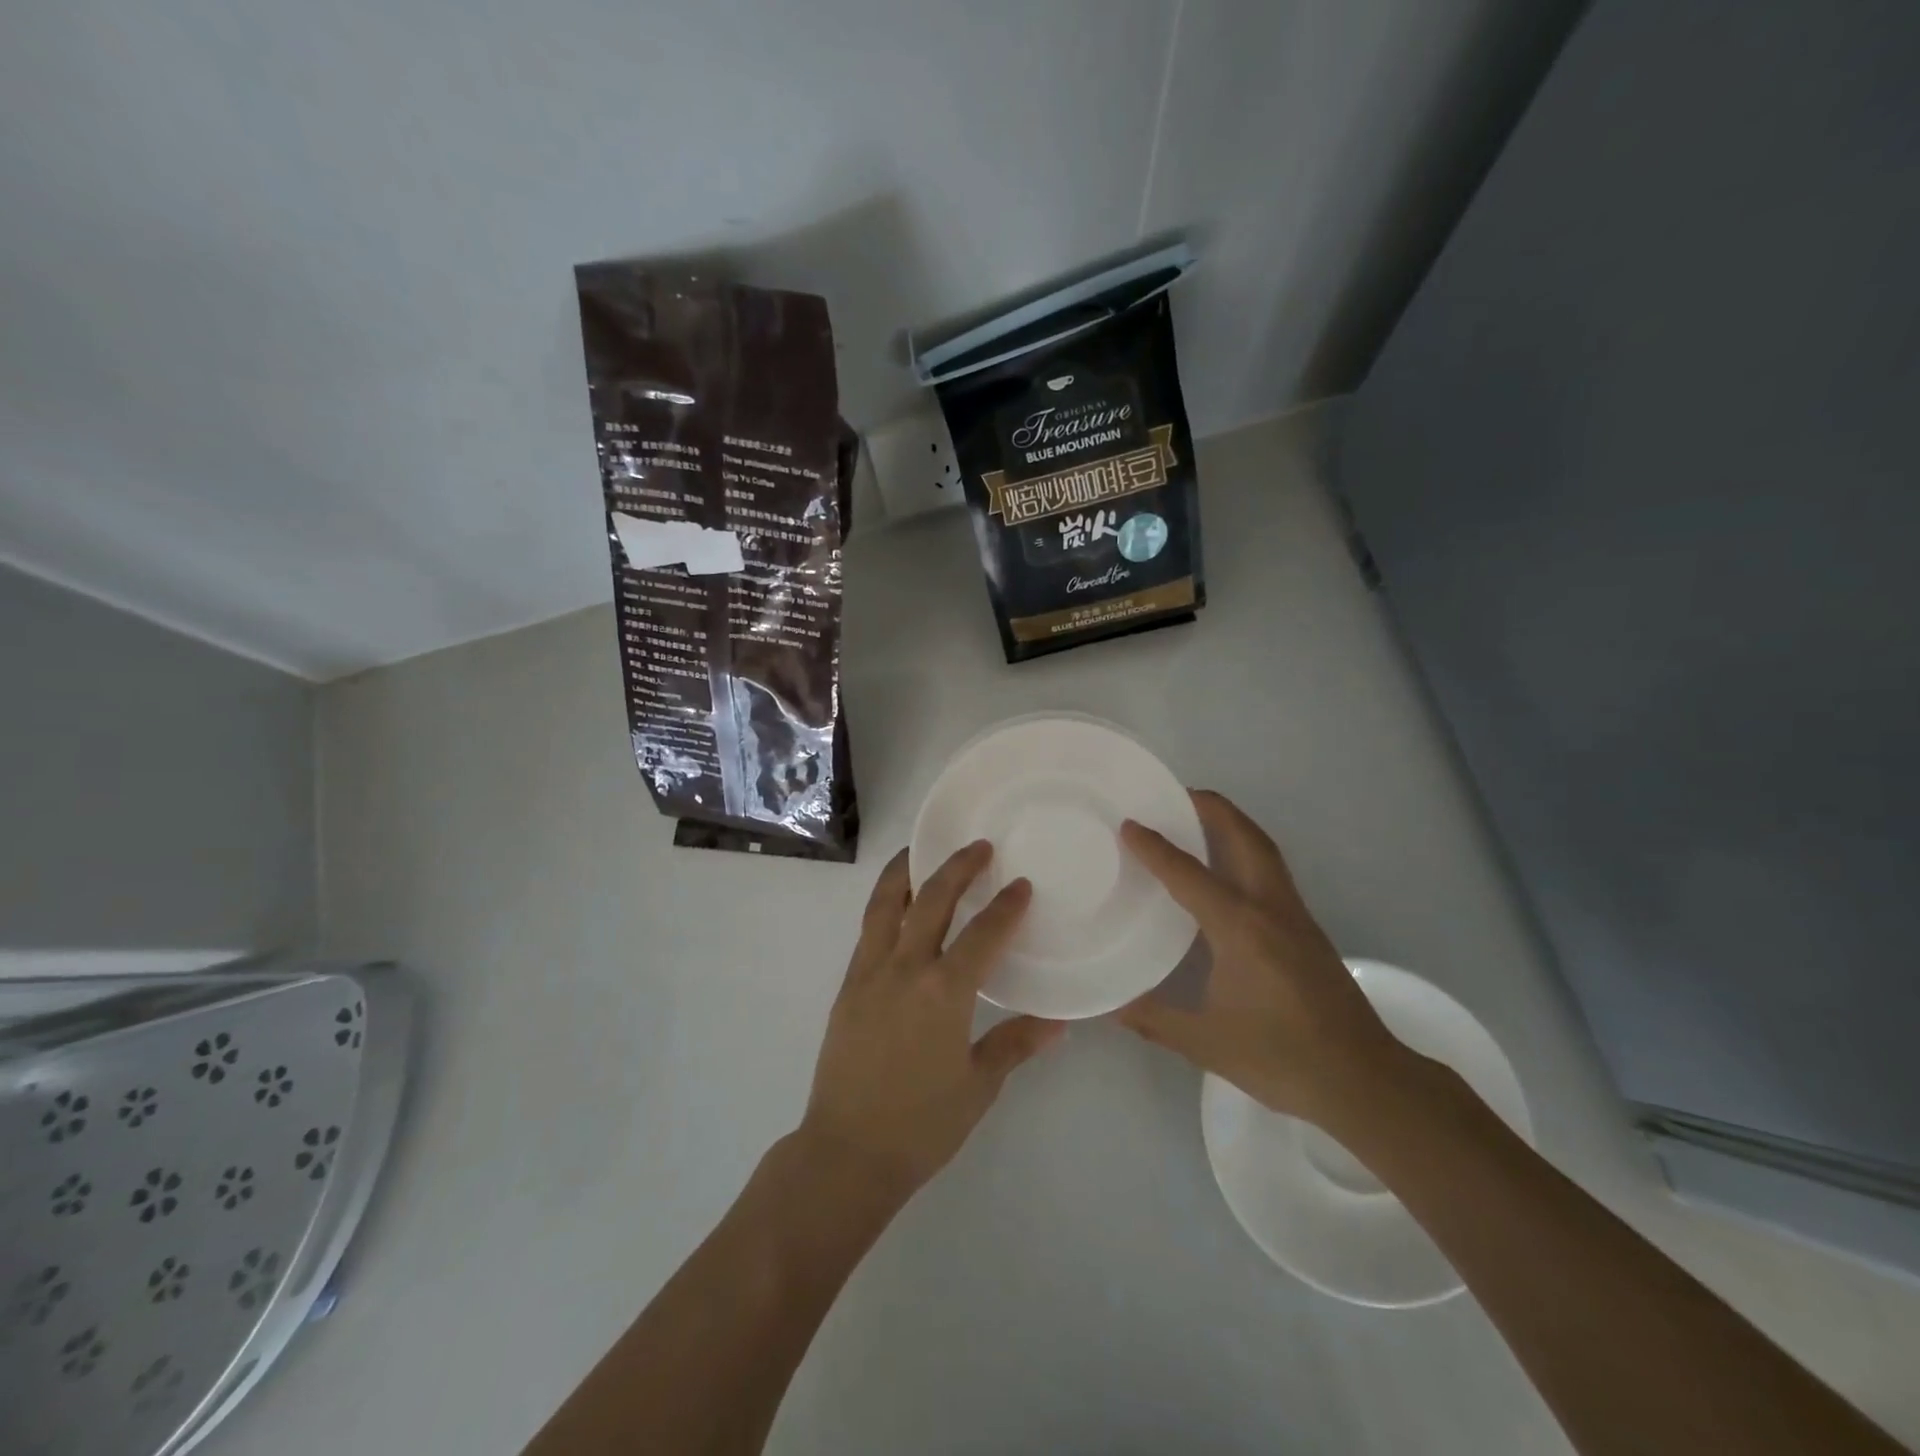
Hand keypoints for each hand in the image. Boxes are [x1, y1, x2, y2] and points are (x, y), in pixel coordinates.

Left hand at [799, 843, 1063, 1200]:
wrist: (847, 1153)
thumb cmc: (921, 1125)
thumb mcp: (978, 1085)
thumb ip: (1015, 1044)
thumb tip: (1059, 1022)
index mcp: (944, 992)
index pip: (983, 934)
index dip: (1006, 907)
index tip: (1022, 885)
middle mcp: (905, 969)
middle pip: (931, 901)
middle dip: (957, 868)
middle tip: (978, 847)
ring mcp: (869, 974)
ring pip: (885, 905)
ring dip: (905, 873)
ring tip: (918, 852)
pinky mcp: (847, 987)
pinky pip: (868, 931)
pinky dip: (883, 906)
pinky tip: (895, 906)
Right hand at [1116, 790, 1411, 1130]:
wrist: (1364, 1081)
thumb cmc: (1282, 1057)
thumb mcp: (1207, 1043)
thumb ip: (1154, 1019)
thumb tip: (1110, 1006)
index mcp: (1240, 928)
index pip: (1189, 874)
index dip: (1155, 847)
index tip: (1130, 824)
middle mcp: (1270, 909)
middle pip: (1245, 838)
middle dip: (1213, 808)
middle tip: (1178, 794)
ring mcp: (1295, 917)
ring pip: (1265, 852)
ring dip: (1234, 827)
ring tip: (1201, 820)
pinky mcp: (1308, 932)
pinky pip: (1273, 874)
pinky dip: (1248, 854)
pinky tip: (1229, 875)